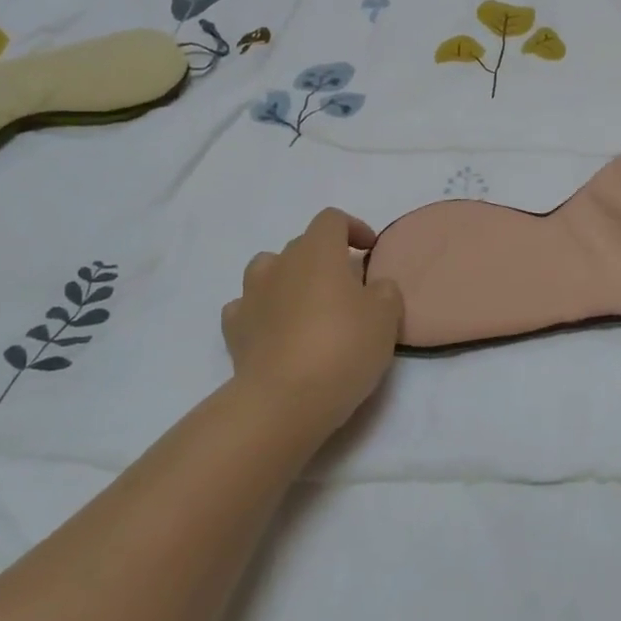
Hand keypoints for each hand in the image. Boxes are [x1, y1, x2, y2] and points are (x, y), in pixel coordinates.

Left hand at [222, 208, 404, 434]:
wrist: (284, 400)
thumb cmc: (342, 348)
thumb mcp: (386, 318)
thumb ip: (385, 292)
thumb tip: (374, 287)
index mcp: (318, 252)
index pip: (331, 219)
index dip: (353, 228)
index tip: (369, 250)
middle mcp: (280, 264)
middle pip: (302, 245)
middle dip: (325, 259)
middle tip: (347, 289)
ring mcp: (251, 295)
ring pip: (268, 269)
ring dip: (287, 279)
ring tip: (306, 305)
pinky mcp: (234, 329)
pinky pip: (247, 307)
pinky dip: (261, 312)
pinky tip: (275, 331)